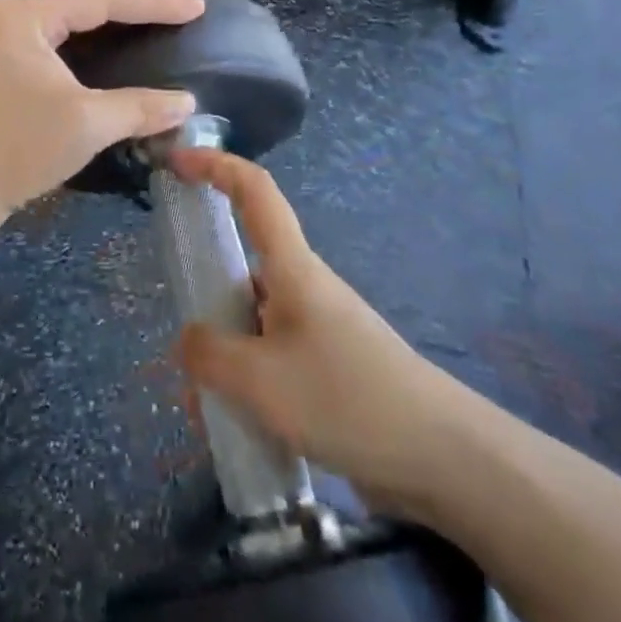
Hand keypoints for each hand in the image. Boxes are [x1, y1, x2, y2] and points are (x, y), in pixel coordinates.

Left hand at [0, 0, 205, 227]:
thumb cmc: (17, 147)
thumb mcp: (86, 123)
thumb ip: (141, 106)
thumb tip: (187, 103)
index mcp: (25, 14)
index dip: (153, 2)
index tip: (197, 9)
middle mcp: (12, 15)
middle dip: (136, 6)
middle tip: (182, 15)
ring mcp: (4, 37)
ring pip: (72, 18)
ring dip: (115, 22)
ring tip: (158, 24)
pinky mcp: (5, 62)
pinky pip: (59, 38)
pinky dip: (93, 42)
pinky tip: (117, 50)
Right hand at [173, 149, 473, 519]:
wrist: (444, 459)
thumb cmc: (347, 398)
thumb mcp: (260, 379)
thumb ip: (209, 354)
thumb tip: (189, 341)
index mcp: (292, 267)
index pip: (254, 191)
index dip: (214, 165)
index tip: (176, 162)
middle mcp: (303, 288)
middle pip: (242, 269)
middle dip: (206, 304)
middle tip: (183, 355)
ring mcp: (318, 330)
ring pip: (252, 325)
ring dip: (225, 359)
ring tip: (209, 412)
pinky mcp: (329, 370)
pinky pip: (273, 362)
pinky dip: (248, 385)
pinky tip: (241, 429)